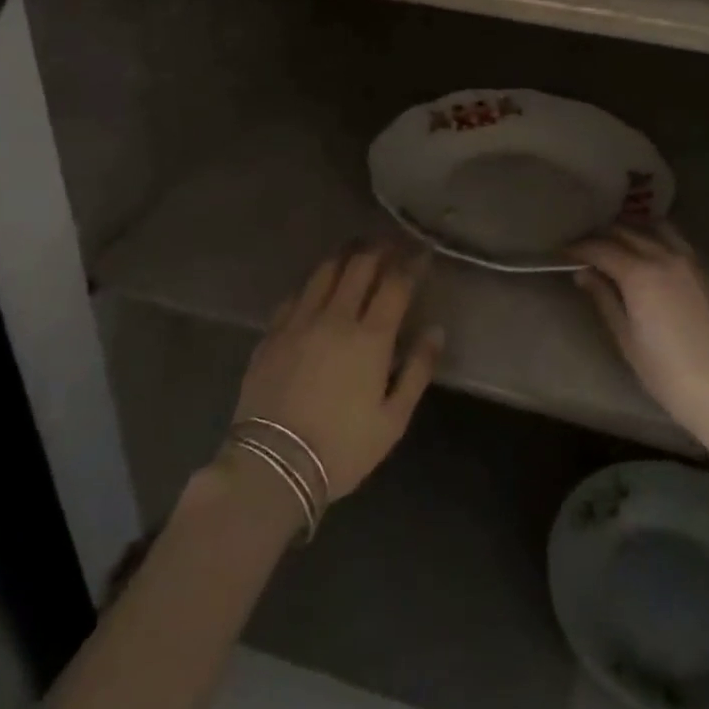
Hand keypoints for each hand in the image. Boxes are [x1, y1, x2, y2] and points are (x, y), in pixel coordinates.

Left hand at [233, 245, 442, 501]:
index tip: (421, 252)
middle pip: (360, 266)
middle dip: (380, 248)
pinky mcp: (272, 333)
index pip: (395, 283)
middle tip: (392, 243)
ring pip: (325, 271)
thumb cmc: (342, 448)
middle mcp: (335, 317)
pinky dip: (314, 282)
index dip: (411, 263)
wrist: (272, 466)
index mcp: (371, 338)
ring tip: (358, 250)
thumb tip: (435, 331)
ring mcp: (299, 321)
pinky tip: (318, 284)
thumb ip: (417, 370)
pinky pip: (296, 294)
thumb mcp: (393, 420)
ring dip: (346, 255)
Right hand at [570, 224, 708, 443]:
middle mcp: (668, 258)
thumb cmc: (667, 373)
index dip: (580, 248)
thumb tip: (584, 273)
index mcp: (641, 274)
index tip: (565, 252)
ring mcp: (697, 265)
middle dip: (605, 236)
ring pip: (662, 231)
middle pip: (630, 232)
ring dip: (638, 232)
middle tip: (589, 248)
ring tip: (624, 245)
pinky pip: (684, 250)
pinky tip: (659, 266)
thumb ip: (604, 299)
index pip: (602, 248)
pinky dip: (664, 247)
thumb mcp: (626, 339)